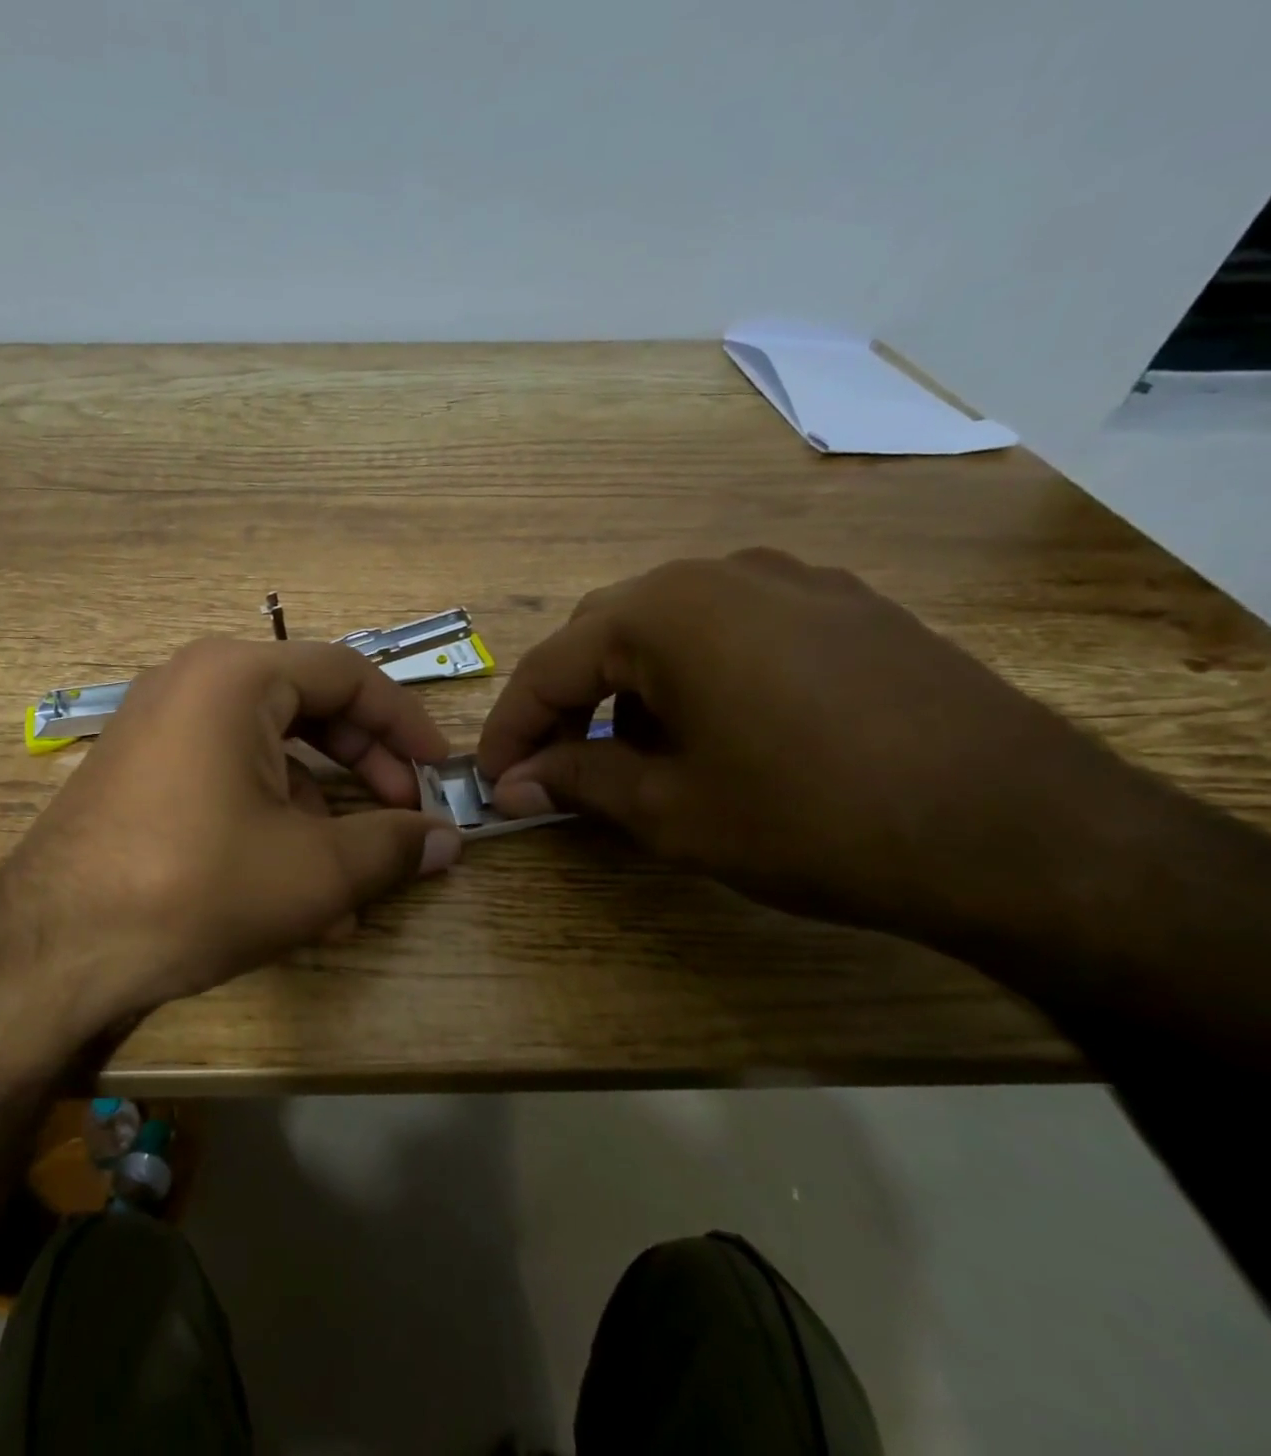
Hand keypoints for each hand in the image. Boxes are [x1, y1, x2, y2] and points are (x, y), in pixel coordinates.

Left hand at [0, 638, 461, 1032]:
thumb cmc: (196, 888)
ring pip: (266, 753)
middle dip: (364, 768)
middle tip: (404, 817)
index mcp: (236, 676)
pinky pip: (224, 779)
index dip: (406, 723)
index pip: (348, 676)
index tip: (441, 770)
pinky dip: (268, 821)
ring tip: (351, 884)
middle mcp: (192, 682)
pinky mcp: (137, 772)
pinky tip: (292, 892)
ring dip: (319, 812)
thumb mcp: (314, 871)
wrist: (52, 953)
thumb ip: (394, 846)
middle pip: (307, 709)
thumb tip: (451, 841)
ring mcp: (157, 726)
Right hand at [476, 549, 1149, 941]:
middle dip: (567, 705)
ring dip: (630, 691)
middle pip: (604, 636)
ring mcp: (792, 580)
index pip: (549, 667)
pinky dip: (693, 677)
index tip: (492, 781)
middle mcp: (720, 572)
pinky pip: (733, 630)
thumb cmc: (813, 819)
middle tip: (554, 770)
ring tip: (637, 759)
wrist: (1024, 833)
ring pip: (668, 629)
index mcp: (664, 611)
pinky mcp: (845, 606)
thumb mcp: (672, 811)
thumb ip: (577, 782)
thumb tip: (511, 786)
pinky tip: (715, 733)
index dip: (511, 730)